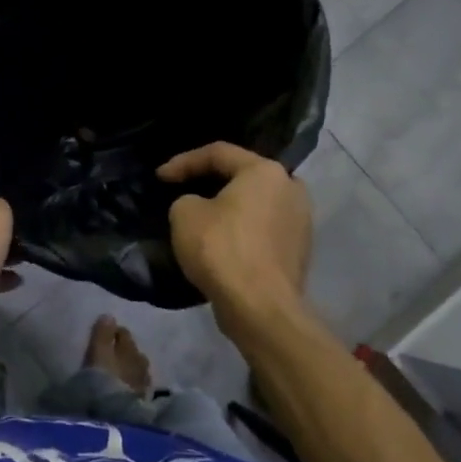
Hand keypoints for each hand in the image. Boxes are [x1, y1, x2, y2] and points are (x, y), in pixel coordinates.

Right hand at [159, 142, 311, 338]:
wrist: (260, 308)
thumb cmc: (221, 249)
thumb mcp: (184, 213)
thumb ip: (187, 199)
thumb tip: (199, 207)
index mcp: (265, 171)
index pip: (218, 153)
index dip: (184, 161)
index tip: (160, 176)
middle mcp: (291, 189)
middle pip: (243, 176)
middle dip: (211, 181)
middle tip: (184, 189)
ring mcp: (300, 222)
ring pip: (256, 204)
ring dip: (229, 208)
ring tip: (202, 216)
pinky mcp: (298, 251)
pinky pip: (263, 229)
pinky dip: (241, 230)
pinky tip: (221, 242)